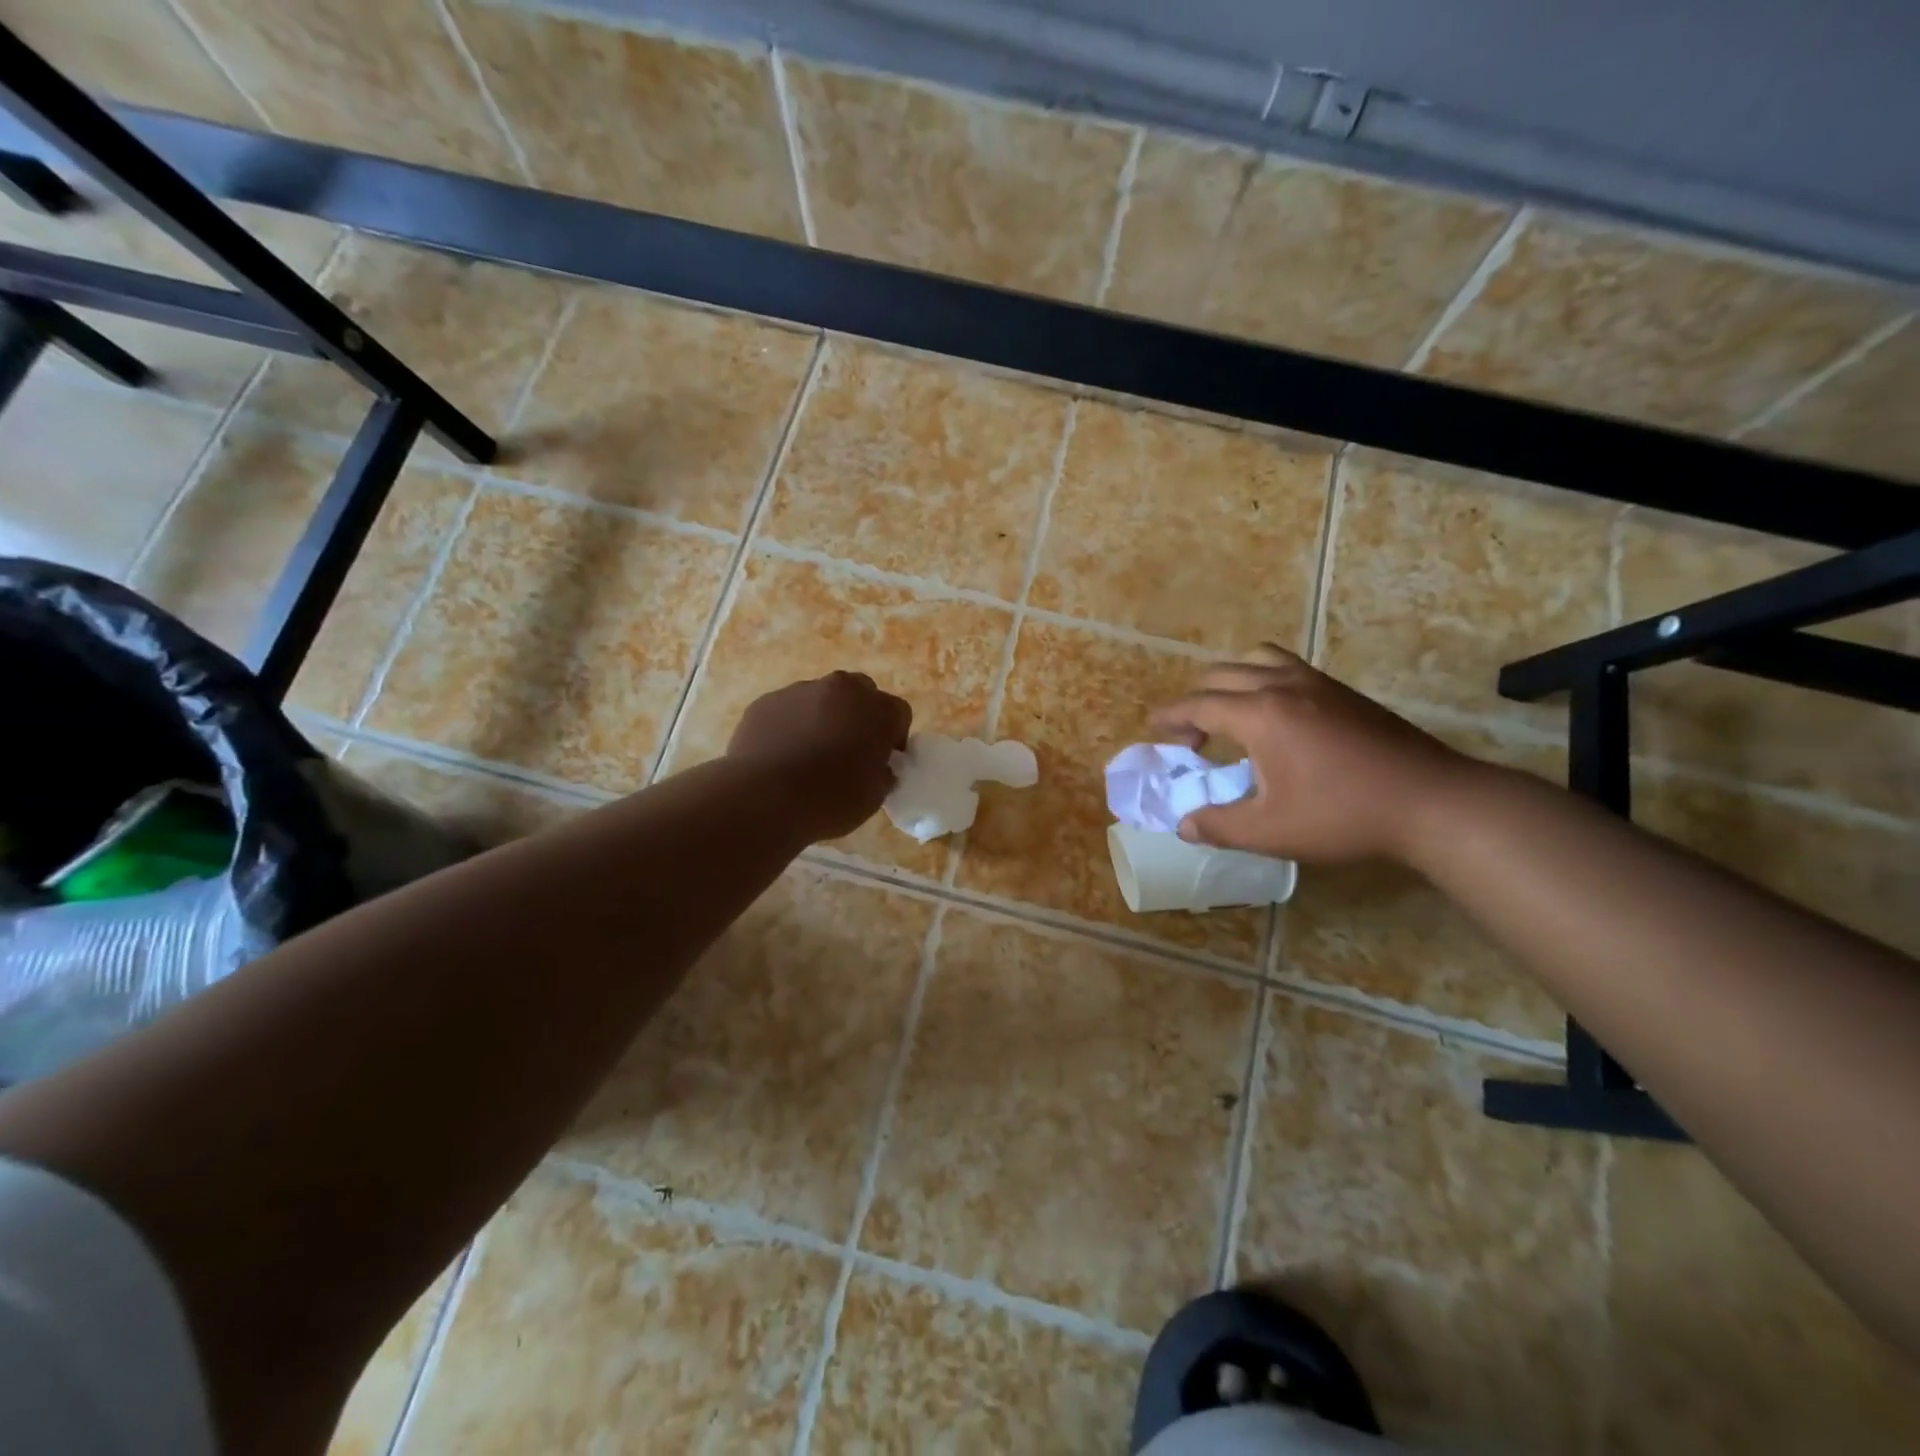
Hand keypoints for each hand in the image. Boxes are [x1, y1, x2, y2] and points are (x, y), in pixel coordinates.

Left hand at [726, 672, 912, 842]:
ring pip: (821, 699)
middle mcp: (841, 688)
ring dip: (823, 718)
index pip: (899, 713)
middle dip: (860, 716)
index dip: (894, 737)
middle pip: (860, 693)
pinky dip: (790, 726)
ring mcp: (800, 691)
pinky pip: (787, 711)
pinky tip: (782, 756)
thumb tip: (877, 767)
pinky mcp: (766, 702)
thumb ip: (882, 772)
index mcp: (877, 708)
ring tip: (810, 756)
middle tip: (850, 750)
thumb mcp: (875, 795)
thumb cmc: (831, 799)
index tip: (885, 760)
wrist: (764, 798)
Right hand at [1149, 646, 1476, 863]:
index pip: (1199, 704)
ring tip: (1230, 714)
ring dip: (1231, 681)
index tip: (1153, 728)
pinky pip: (1287, 667)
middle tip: (1190, 735)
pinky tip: (1275, 719)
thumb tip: (1184, 825)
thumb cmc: (1343, 815)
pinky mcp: (1343, 692)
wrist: (1431, 802)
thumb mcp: (1271, 831)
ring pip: (1257, 660)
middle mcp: (1283, 686)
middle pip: (1221, 675)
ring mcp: (1318, 683)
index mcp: (1260, 714)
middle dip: (1195, 700)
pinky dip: (1262, 680)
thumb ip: (1219, 826)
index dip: (1171, 716)